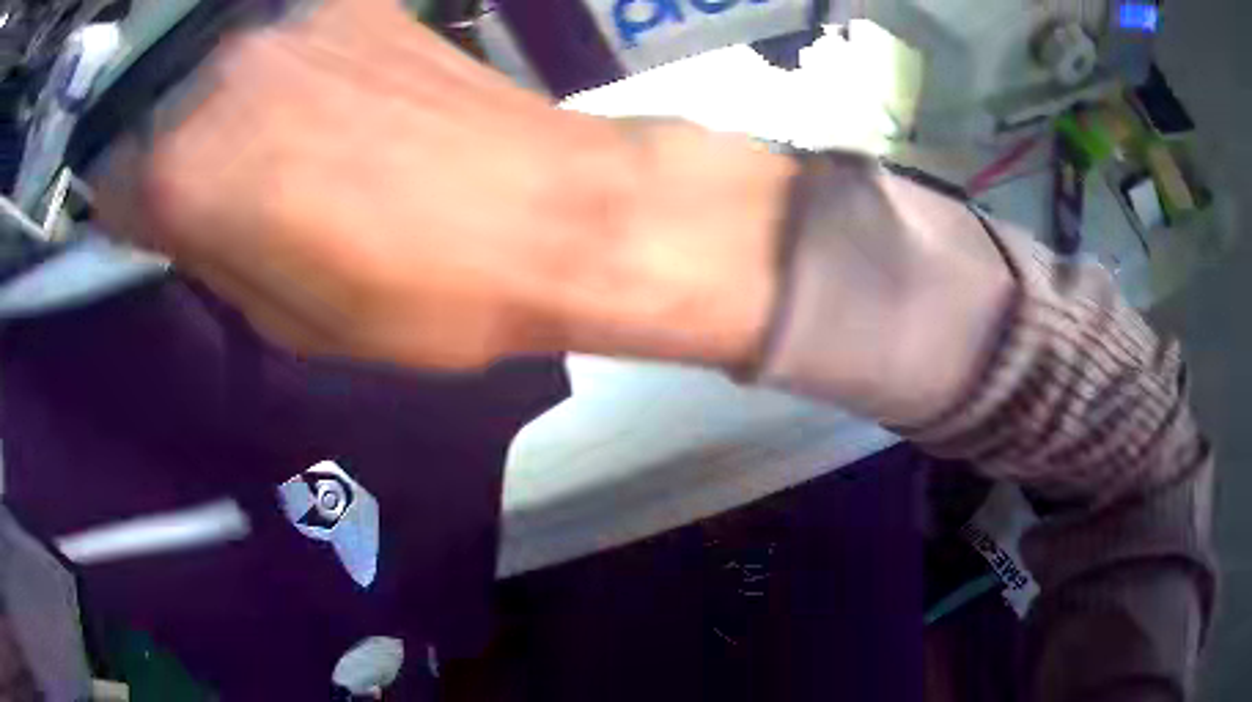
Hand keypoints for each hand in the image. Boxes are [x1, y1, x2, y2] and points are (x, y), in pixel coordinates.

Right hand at [95, 0, 791, 369]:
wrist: (548, 211)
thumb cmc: (420, 295)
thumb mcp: (287, 323)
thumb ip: (210, 259)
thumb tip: (175, 219)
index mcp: (187, 173)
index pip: (111, 182)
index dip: (130, 210)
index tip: (157, 224)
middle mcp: (219, 76)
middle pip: (156, 119)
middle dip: (173, 156)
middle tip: (224, 191)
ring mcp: (287, 23)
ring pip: (211, 74)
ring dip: (223, 112)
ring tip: (285, 149)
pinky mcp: (350, 3)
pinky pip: (280, 42)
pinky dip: (279, 73)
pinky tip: (329, 101)